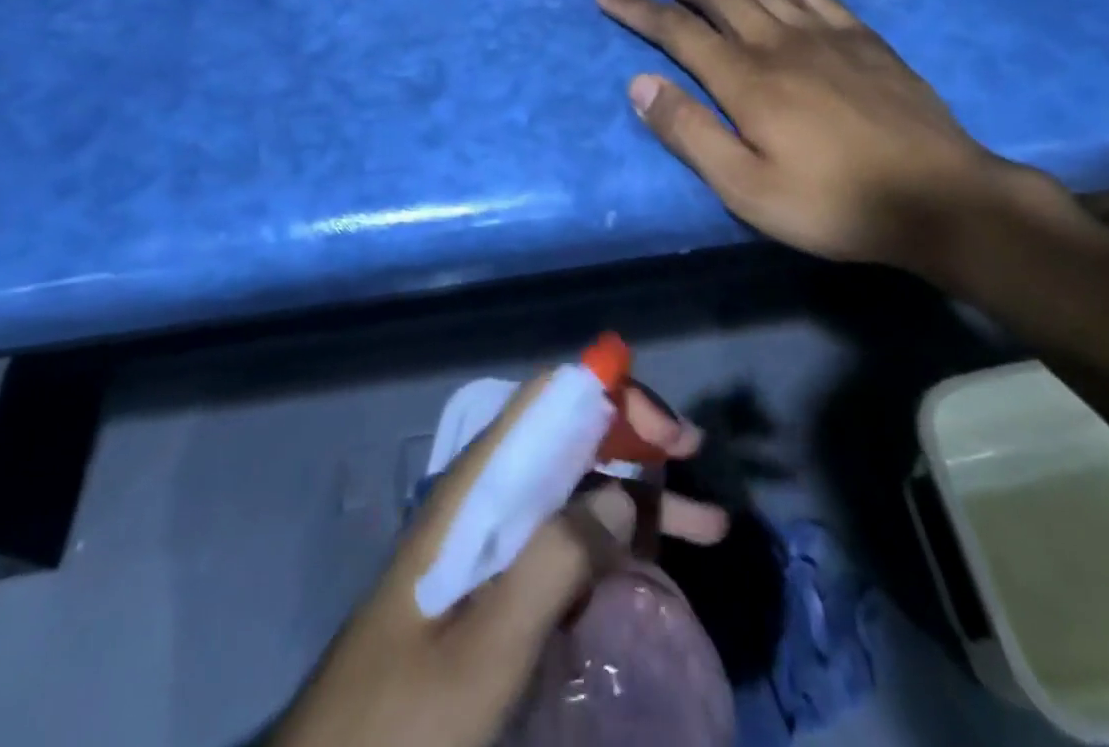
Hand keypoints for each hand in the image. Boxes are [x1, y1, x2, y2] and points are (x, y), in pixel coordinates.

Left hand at [271, 374, 726, 746]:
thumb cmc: (402, 718)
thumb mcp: (484, 651)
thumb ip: (552, 565)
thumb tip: (619, 497)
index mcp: (478, 485)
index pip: (548, 399)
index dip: (609, 394)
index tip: (666, 433)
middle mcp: (488, 495)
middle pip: (571, 437)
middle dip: (637, 440)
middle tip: (696, 463)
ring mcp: (493, 539)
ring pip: (576, 490)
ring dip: (638, 497)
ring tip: (706, 527)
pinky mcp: (497, 582)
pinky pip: (566, 540)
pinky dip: (615, 541)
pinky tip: (650, 569)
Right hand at [597, 0, 1046, 273]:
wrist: (938, 198)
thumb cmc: (832, 203)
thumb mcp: (746, 188)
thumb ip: (690, 133)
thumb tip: (640, 84)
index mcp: (745, 79)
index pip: (677, 31)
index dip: (638, 10)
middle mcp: (778, 42)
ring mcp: (824, 35)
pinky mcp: (862, 39)